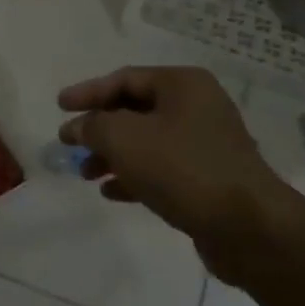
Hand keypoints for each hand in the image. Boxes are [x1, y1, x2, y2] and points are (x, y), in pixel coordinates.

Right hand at [58, 66, 294, 283]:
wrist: (246, 226)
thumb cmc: (182, 168)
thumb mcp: (125, 139)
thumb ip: (93, 126)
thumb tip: (76, 127)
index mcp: (183, 85)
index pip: (125, 79)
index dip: (88, 92)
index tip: (58, 107)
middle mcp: (197, 107)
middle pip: (135, 110)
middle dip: (99, 128)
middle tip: (70, 145)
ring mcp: (205, 143)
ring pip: (147, 142)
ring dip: (113, 155)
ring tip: (86, 174)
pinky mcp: (208, 178)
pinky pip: (162, 169)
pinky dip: (134, 176)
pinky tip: (111, 193)